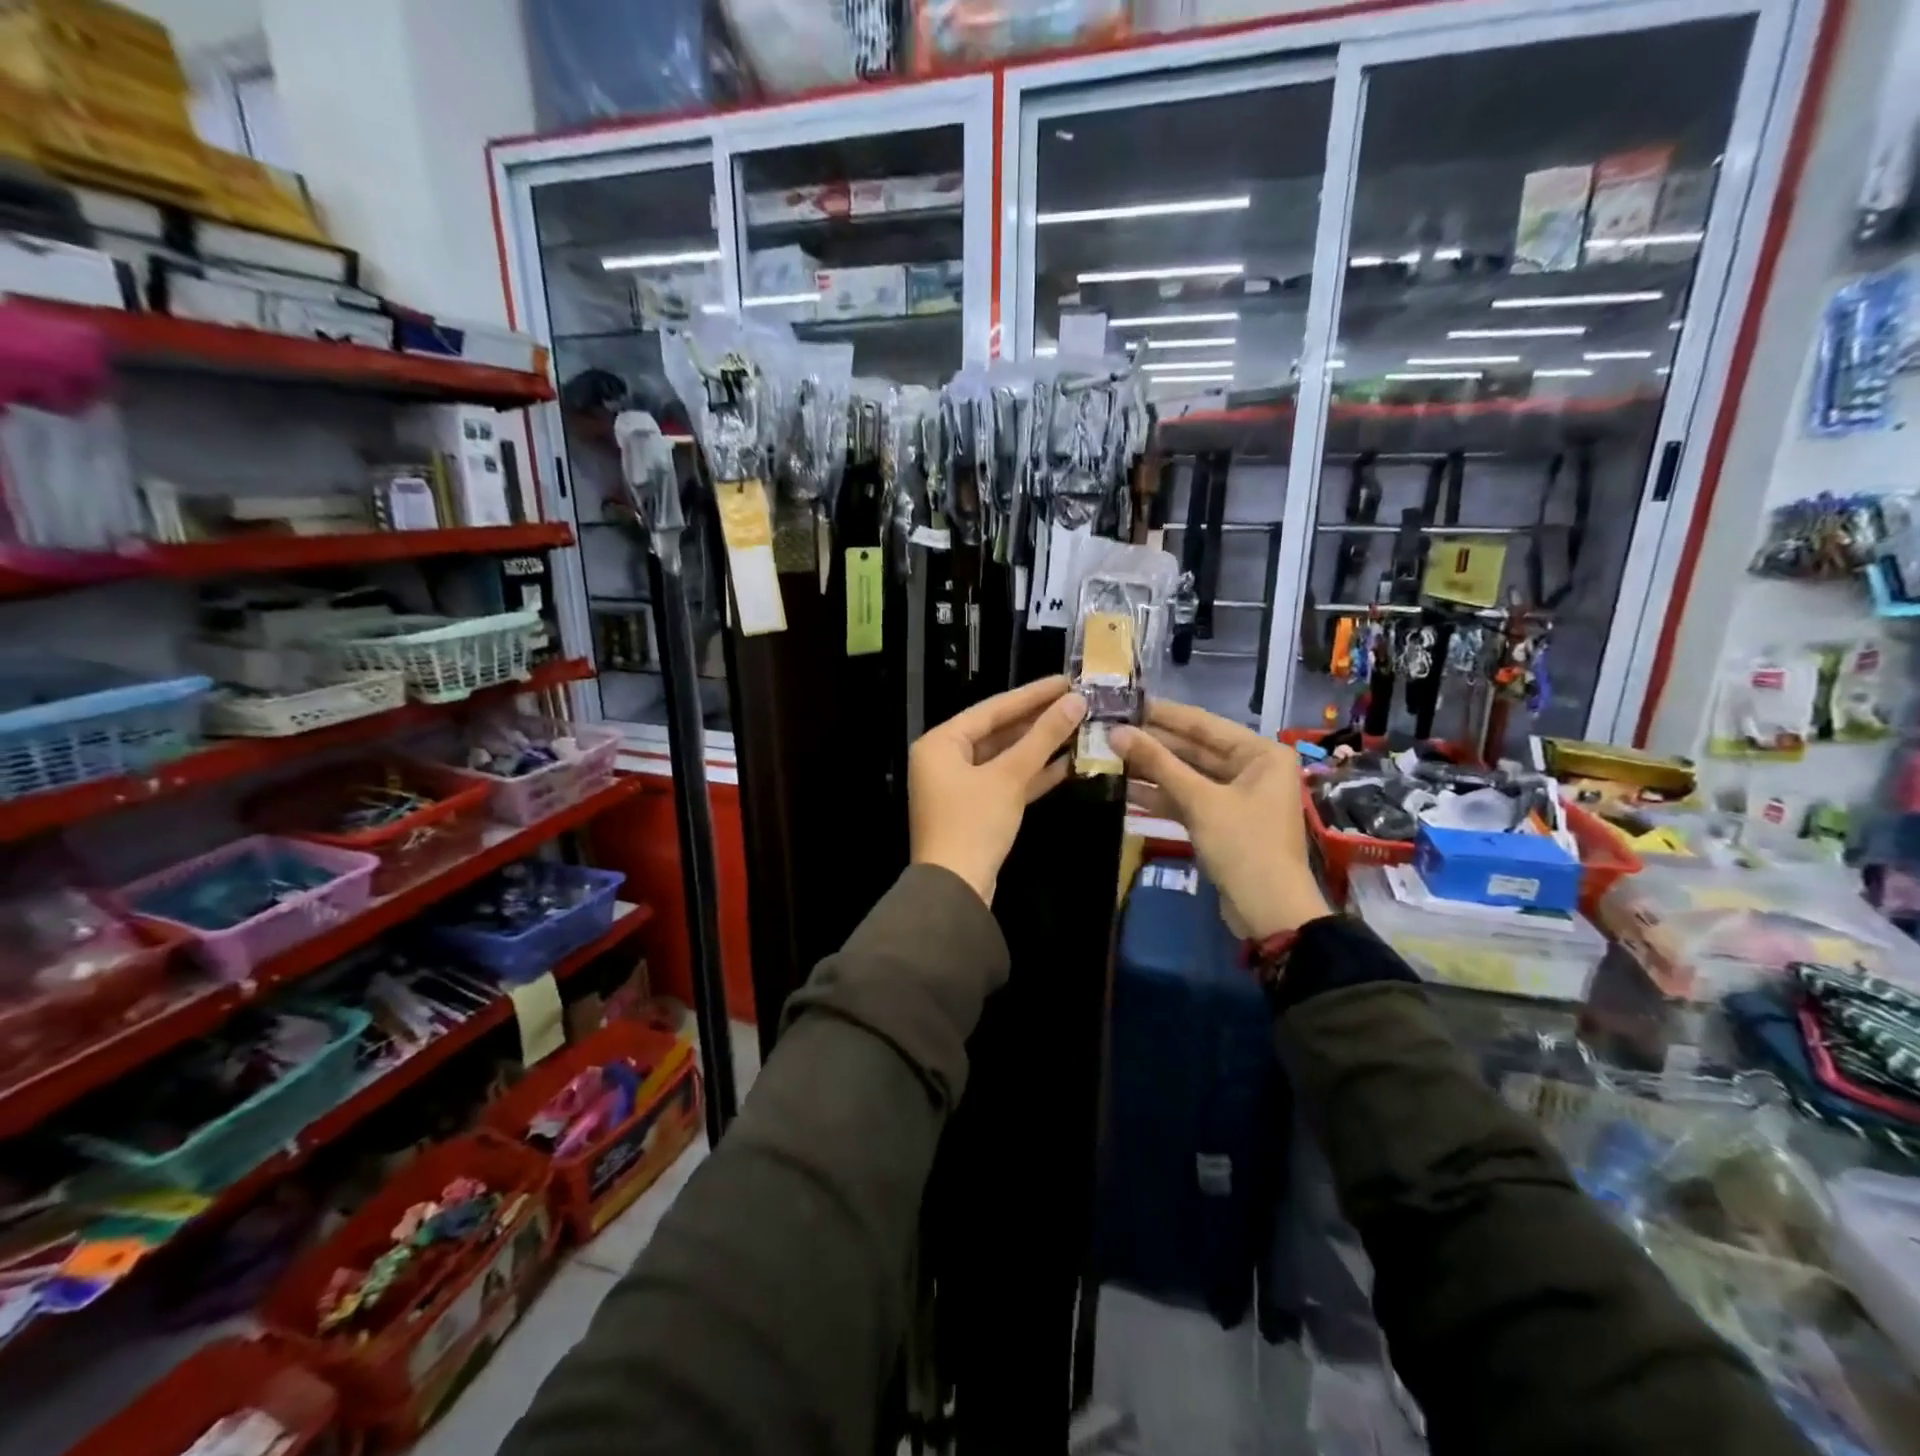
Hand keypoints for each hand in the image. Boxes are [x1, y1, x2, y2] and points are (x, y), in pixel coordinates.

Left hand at [909, 677, 1087, 904]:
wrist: (955, 890)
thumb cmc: (974, 824)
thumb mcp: (1009, 777)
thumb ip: (1042, 737)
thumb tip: (1075, 702)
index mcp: (940, 743)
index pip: (992, 709)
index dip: (1032, 694)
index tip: (1066, 680)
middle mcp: (944, 759)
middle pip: (998, 731)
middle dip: (1038, 720)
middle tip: (1077, 702)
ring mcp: (959, 786)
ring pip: (1005, 758)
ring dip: (1040, 747)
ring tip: (1080, 727)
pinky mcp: (975, 810)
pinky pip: (1006, 782)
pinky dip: (1032, 774)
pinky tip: (1068, 763)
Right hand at [1112, 702, 1330, 939]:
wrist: (1269, 912)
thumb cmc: (1244, 845)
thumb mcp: (1199, 800)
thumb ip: (1157, 763)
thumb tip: (1115, 732)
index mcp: (1260, 753)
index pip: (1203, 723)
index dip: (1162, 714)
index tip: (1124, 702)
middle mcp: (1252, 767)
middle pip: (1194, 748)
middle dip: (1153, 743)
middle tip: (1109, 730)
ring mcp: (1236, 796)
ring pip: (1187, 774)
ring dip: (1152, 769)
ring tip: (1109, 755)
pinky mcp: (1221, 821)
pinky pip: (1188, 798)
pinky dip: (1161, 795)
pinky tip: (1125, 789)